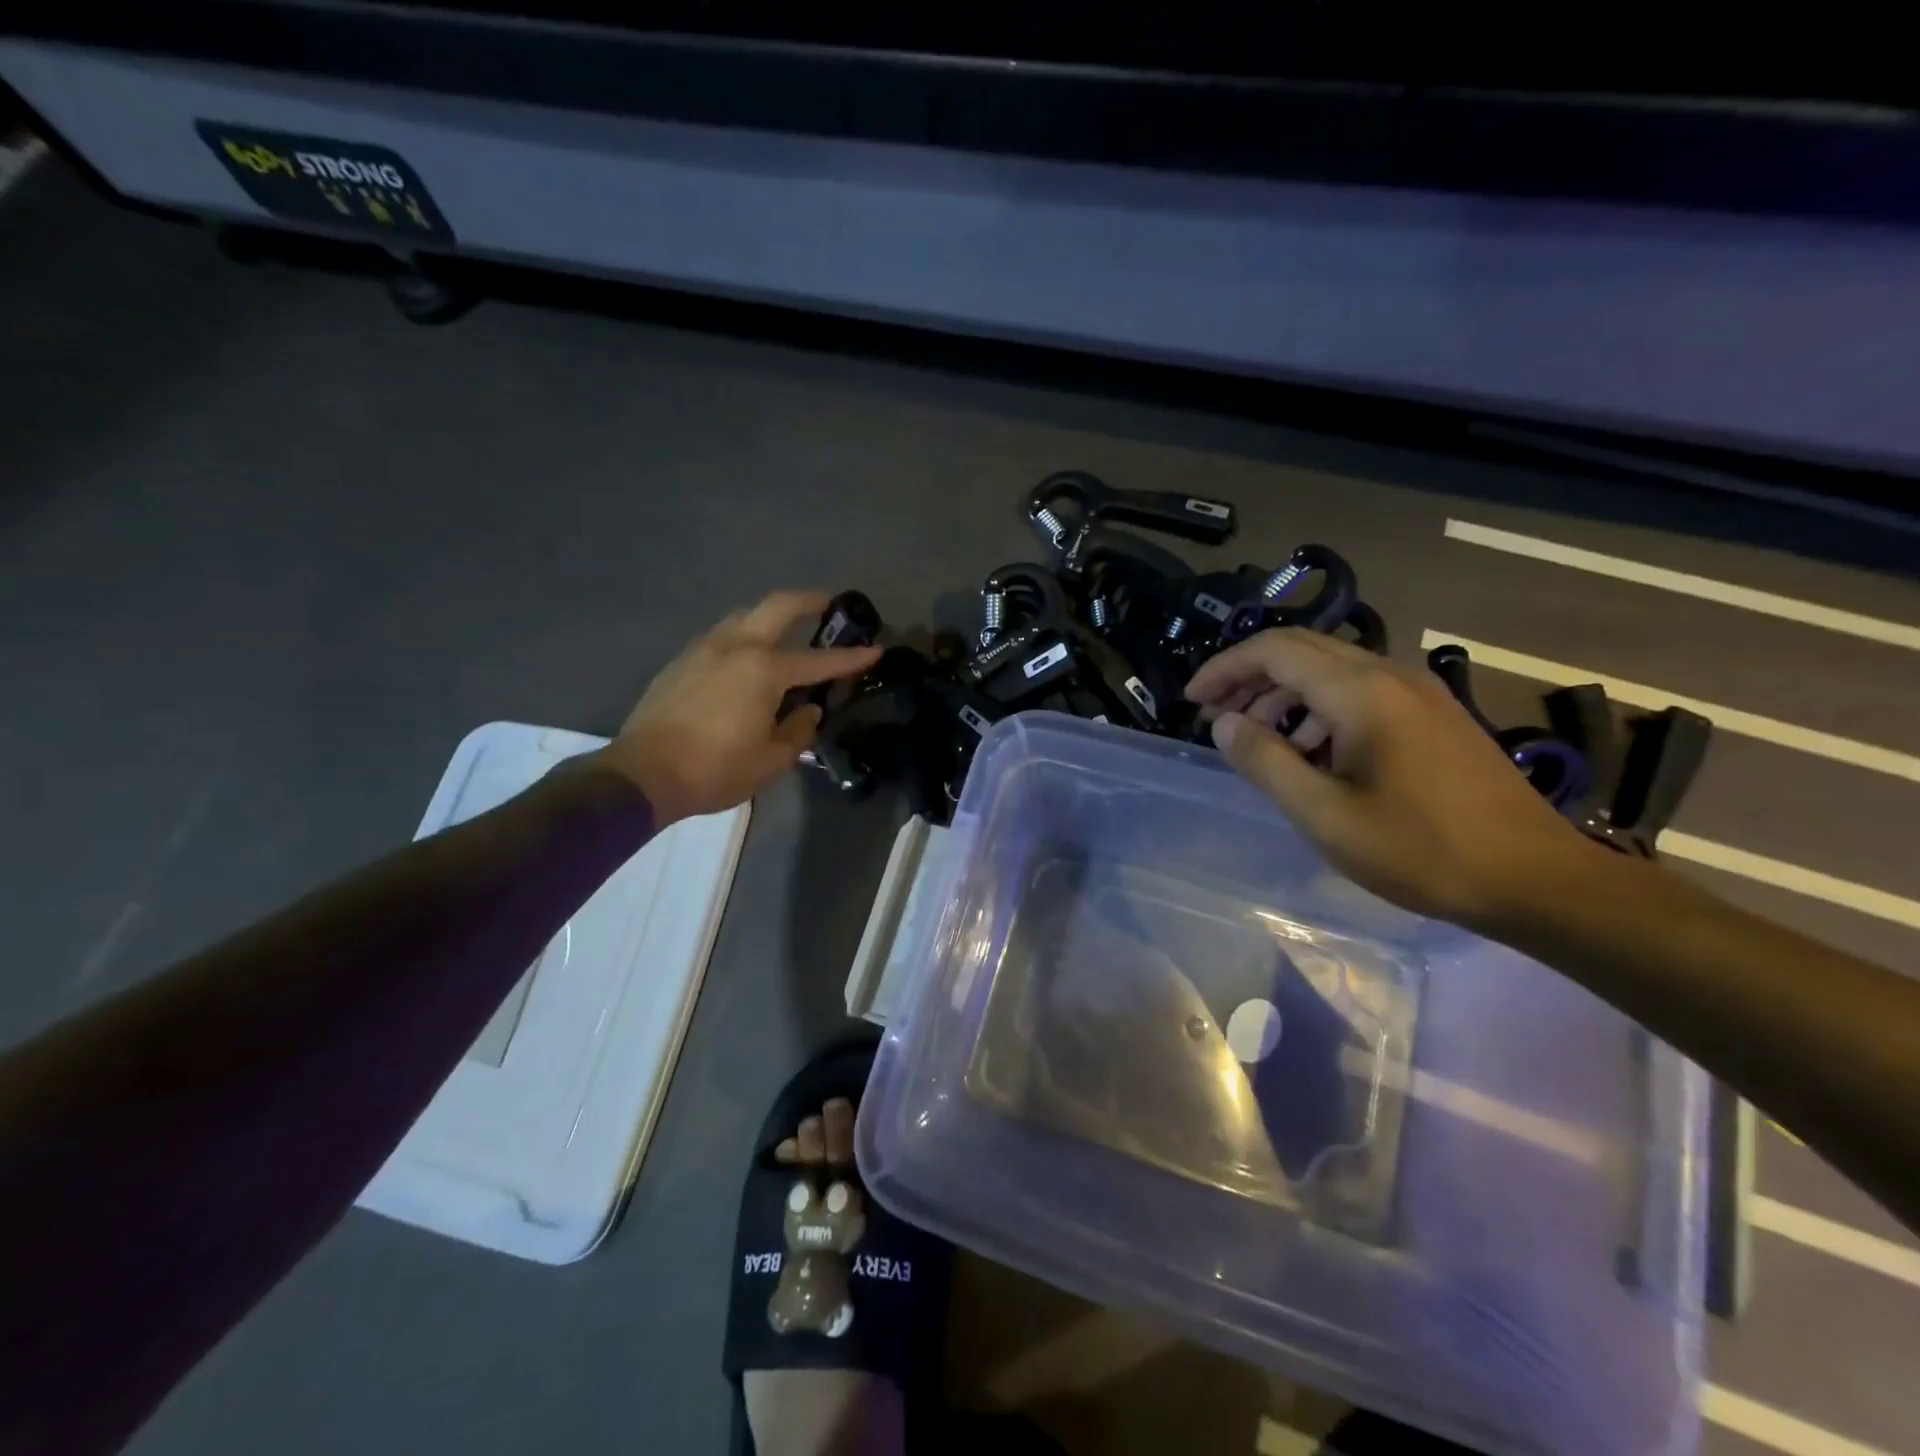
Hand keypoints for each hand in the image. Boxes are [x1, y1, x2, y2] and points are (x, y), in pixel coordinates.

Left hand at [597, 591, 880, 825]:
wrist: (642, 774)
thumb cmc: (715, 770)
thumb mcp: (771, 760)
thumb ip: (798, 731)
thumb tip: (808, 712)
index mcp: (764, 670)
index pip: (819, 661)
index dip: (851, 657)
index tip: (875, 649)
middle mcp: (736, 647)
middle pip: (777, 606)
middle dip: (809, 600)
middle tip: (828, 603)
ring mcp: (703, 650)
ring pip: (744, 616)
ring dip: (770, 616)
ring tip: (785, 631)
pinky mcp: (681, 662)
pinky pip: (721, 636)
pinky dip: (743, 636)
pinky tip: (745, 659)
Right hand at [1185, 629, 1594, 930]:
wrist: (1536, 878)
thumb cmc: (1421, 850)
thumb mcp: (1324, 815)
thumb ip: (1265, 762)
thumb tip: (1224, 724)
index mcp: (1361, 693)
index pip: (1274, 651)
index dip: (1225, 669)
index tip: (1192, 701)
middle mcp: (1390, 675)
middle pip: (1301, 651)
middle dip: (1249, 678)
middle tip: (1216, 718)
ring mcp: (1418, 692)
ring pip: (1331, 670)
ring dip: (1283, 694)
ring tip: (1257, 741)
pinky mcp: (1433, 715)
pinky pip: (1360, 691)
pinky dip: (1318, 709)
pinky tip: (1312, 753)